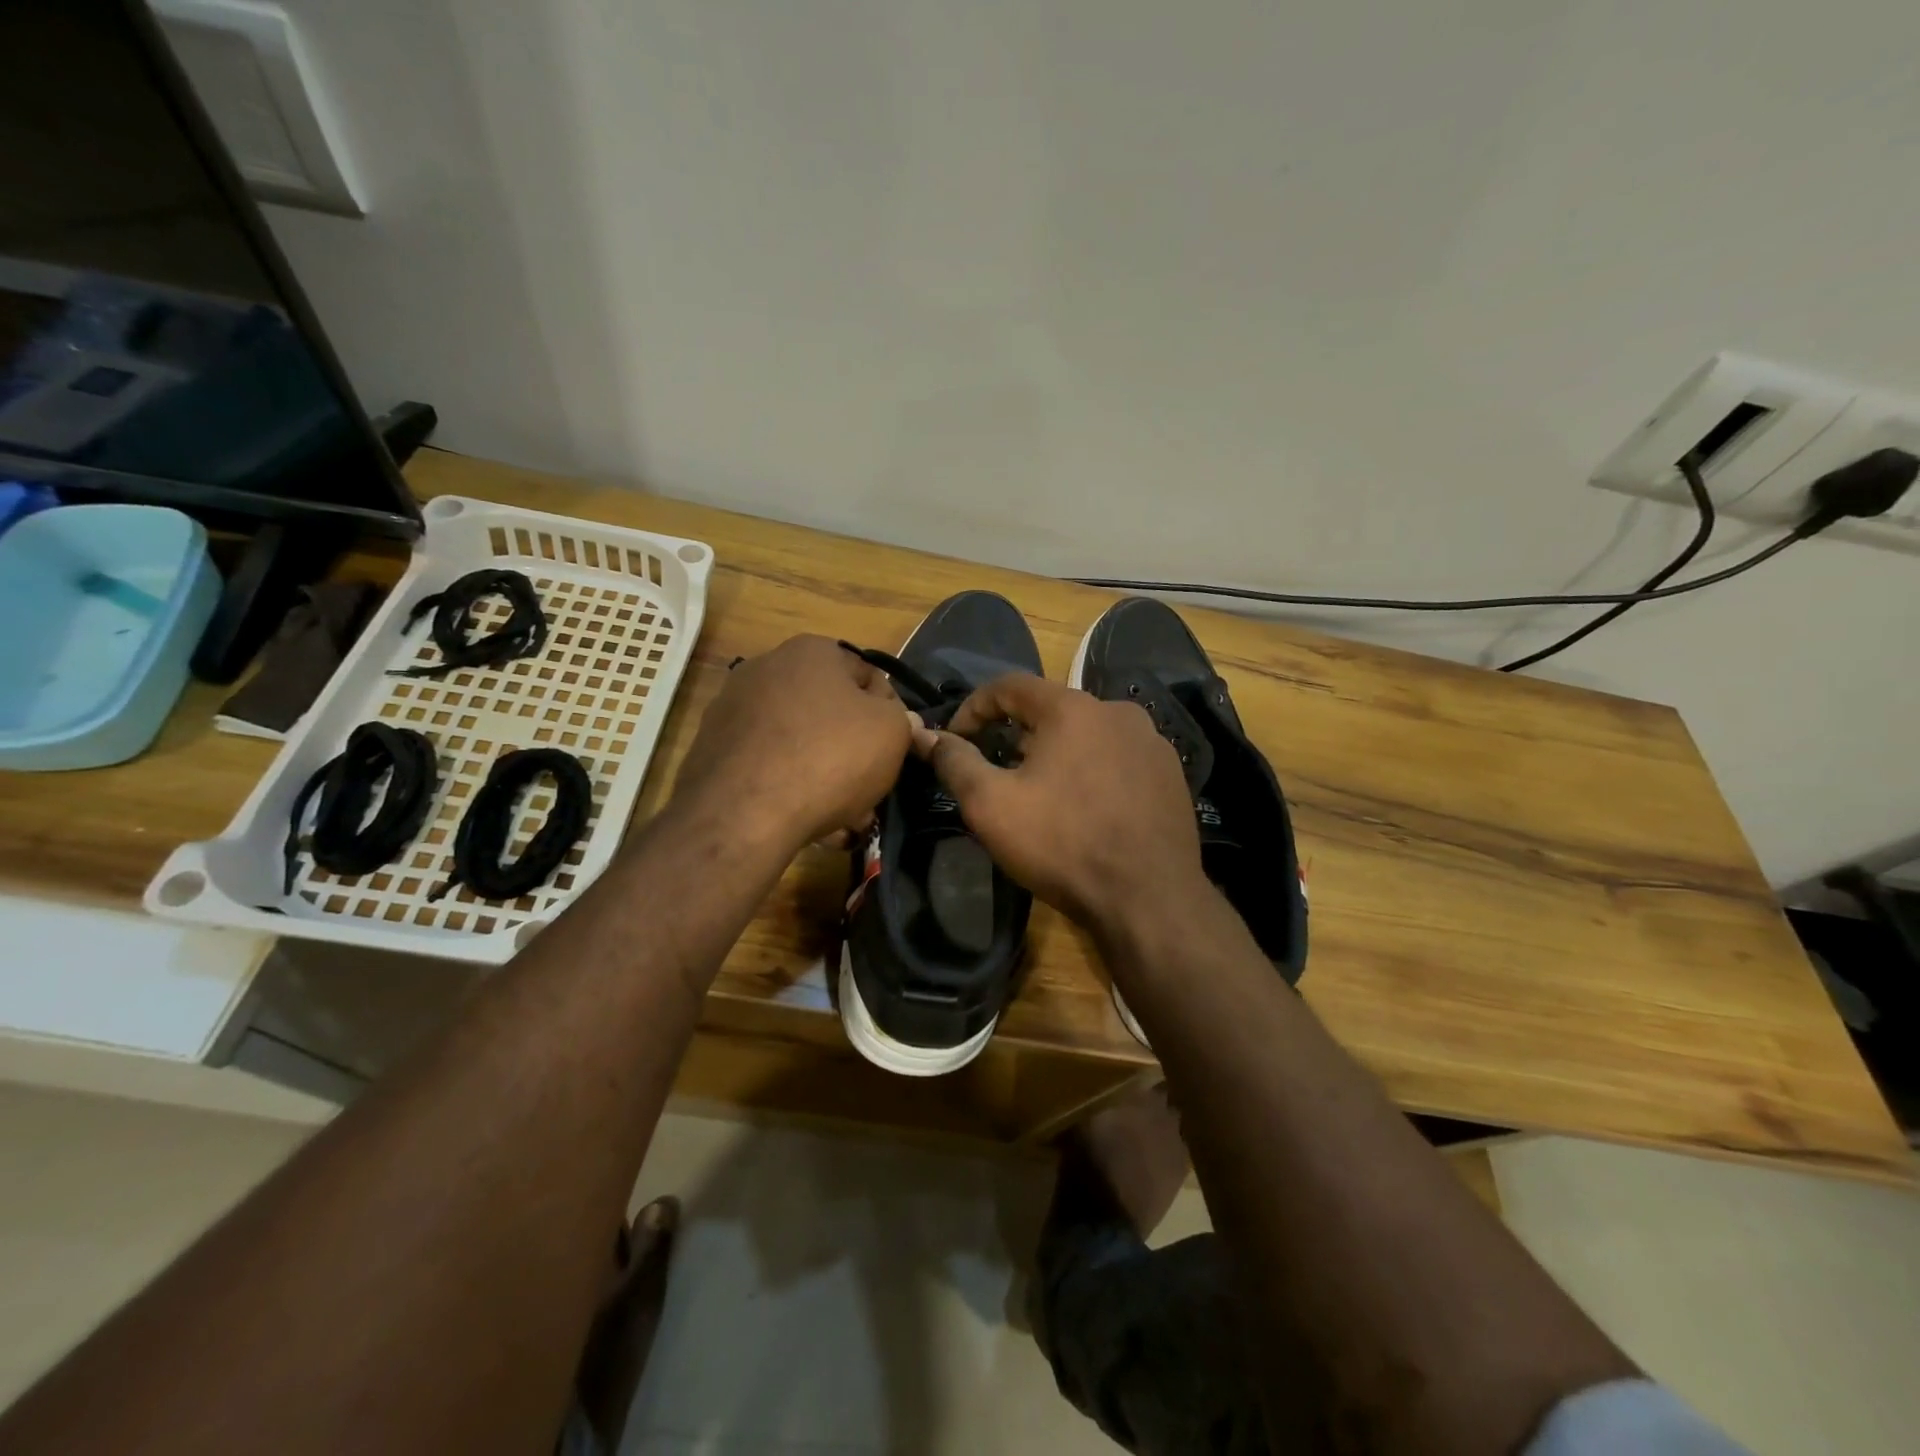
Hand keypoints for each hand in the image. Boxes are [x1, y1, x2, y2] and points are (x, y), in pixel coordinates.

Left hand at [671, 635, 913, 853]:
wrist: (743, 813)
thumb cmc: (829, 758)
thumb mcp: (891, 733)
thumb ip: (902, 719)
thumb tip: (898, 718)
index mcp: (812, 651)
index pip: (869, 676)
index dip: (891, 715)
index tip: (896, 751)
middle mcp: (766, 668)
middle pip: (830, 711)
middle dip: (854, 750)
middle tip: (870, 789)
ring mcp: (733, 708)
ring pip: (799, 741)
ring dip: (824, 773)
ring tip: (842, 816)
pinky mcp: (712, 748)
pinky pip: (768, 763)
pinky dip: (789, 785)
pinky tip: (805, 819)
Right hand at [916, 673, 1206, 932]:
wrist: (1149, 899)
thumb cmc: (1063, 844)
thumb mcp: (992, 806)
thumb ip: (956, 763)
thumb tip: (927, 735)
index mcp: (1073, 708)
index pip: (1010, 685)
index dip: (974, 707)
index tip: (955, 738)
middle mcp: (1118, 711)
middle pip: (1052, 710)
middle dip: (1016, 735)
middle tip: (997, 771)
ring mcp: (1151, 742)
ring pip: (1088, 734)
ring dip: (1056, 753)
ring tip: (1040, 792)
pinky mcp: (1171, 774)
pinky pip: (1117, 758)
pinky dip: (1092, 770)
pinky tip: (1085, 808)